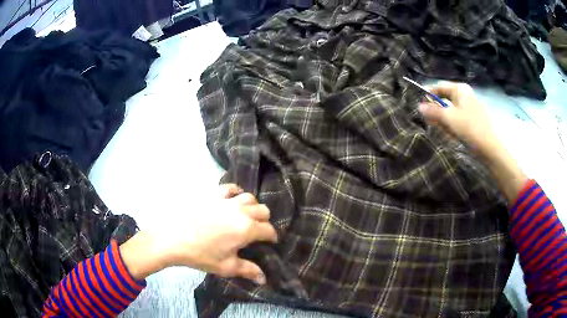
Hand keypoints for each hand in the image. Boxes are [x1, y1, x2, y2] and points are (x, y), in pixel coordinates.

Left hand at [120, 184, 277, 283]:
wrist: (171, 238)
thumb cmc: (200, 254)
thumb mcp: (226, 266)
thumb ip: (248, 270)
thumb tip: (264, 279)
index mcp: (246, 229)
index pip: (269, 229)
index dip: (272, 237)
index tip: (270, 243)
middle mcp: (240, 211)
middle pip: (263, 210)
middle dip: (264, 221)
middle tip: (257, 231)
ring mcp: (226, 200)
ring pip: (250, 197)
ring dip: (253, 207)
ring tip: (246, 216)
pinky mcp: (213, 194)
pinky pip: (230, 188)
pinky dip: (236, 192)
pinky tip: (232, 200)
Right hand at [418, 81, 526, 202]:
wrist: (488, 147)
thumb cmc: (468, 128)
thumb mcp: (448, 118)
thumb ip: (432, 111)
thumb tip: (419, 106)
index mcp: (460, 89)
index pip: (439, 87)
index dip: (428, 95)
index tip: (420, 104)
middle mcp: (466, 94)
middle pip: (445, 98)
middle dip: (437, 110)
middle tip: (430, 120)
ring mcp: (471, 106)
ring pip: (451, 109)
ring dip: (444, 119)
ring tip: (442, 129)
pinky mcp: (474, 118)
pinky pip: (458, 117)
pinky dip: (452, 123)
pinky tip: (451, 133)